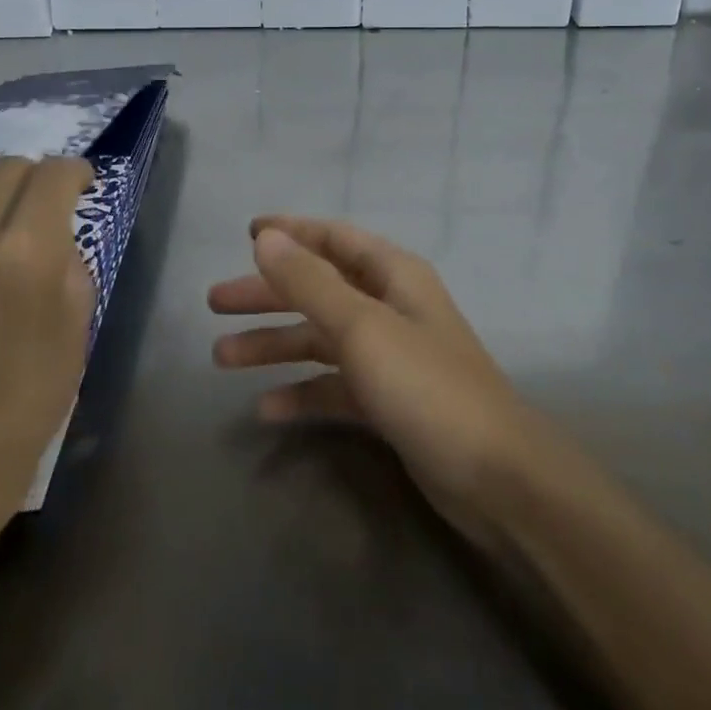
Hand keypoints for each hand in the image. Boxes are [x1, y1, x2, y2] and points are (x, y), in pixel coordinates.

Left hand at [0, 146, 96, 530]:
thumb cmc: (32, 388)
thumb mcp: (78, 317)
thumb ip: (67, 253)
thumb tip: (52, 222)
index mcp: (27, 254)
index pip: (54, 173)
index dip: (75, 173)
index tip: (78, 187)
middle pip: (7, 166)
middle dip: (32, 181)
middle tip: (33, 211)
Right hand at [209, 216, 555, 538]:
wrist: (495, 477)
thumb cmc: (426, 386)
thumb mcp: (363, 327)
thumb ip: (311, 282)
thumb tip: (266, 237)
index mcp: (393, 275)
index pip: (335, 239)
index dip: (292, 232)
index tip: (247, 232)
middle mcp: (391, 307)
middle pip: (320, 289)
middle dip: (269, 294)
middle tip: (216, 303)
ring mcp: (390, 356)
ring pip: (321, 339)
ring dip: (275, 344)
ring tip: (221, 357)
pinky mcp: (388, 401)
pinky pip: (334, 386)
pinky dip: (302, 393)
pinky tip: (266, 409)